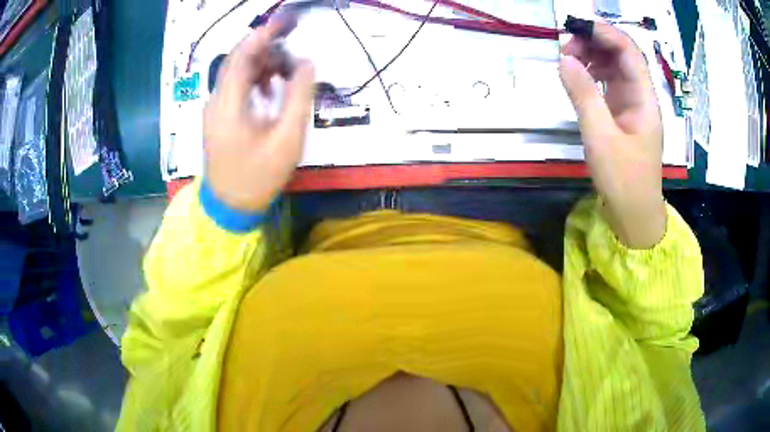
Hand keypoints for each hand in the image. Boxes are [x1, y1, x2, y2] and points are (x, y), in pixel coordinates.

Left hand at [203, 20, 314, 211]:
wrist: (230, 208)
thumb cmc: (258, 177)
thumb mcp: (287, 139)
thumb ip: (299, 96)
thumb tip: (307, 63)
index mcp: (228, 104)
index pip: (241, 56)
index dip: (263, 35)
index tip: (286, 22)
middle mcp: (216, 101)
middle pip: (238, 60)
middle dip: (265, 46)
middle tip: (293, 40)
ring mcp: (215, 110)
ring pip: (237, 73)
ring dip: (262, 64)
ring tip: (289, 67)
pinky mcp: (219, 118)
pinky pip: (236, 88)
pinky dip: (255, 80)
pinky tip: (273, 87)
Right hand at [559, 21, 665, 248]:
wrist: (634, 215)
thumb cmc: (624, 181)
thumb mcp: (601, 138)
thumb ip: (584, 95)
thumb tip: (564, 59)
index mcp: (645, 99)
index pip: (629, 51)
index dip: (605, 33)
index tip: (575, 28)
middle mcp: (641, 96)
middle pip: (622, 55)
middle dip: (595, 43)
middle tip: (566, 48)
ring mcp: (632, 105)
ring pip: (614, 67)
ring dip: (592, 57)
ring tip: (568, 60)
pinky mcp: (622, 115)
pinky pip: (608, 84)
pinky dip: (592, 74)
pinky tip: (578, 77)